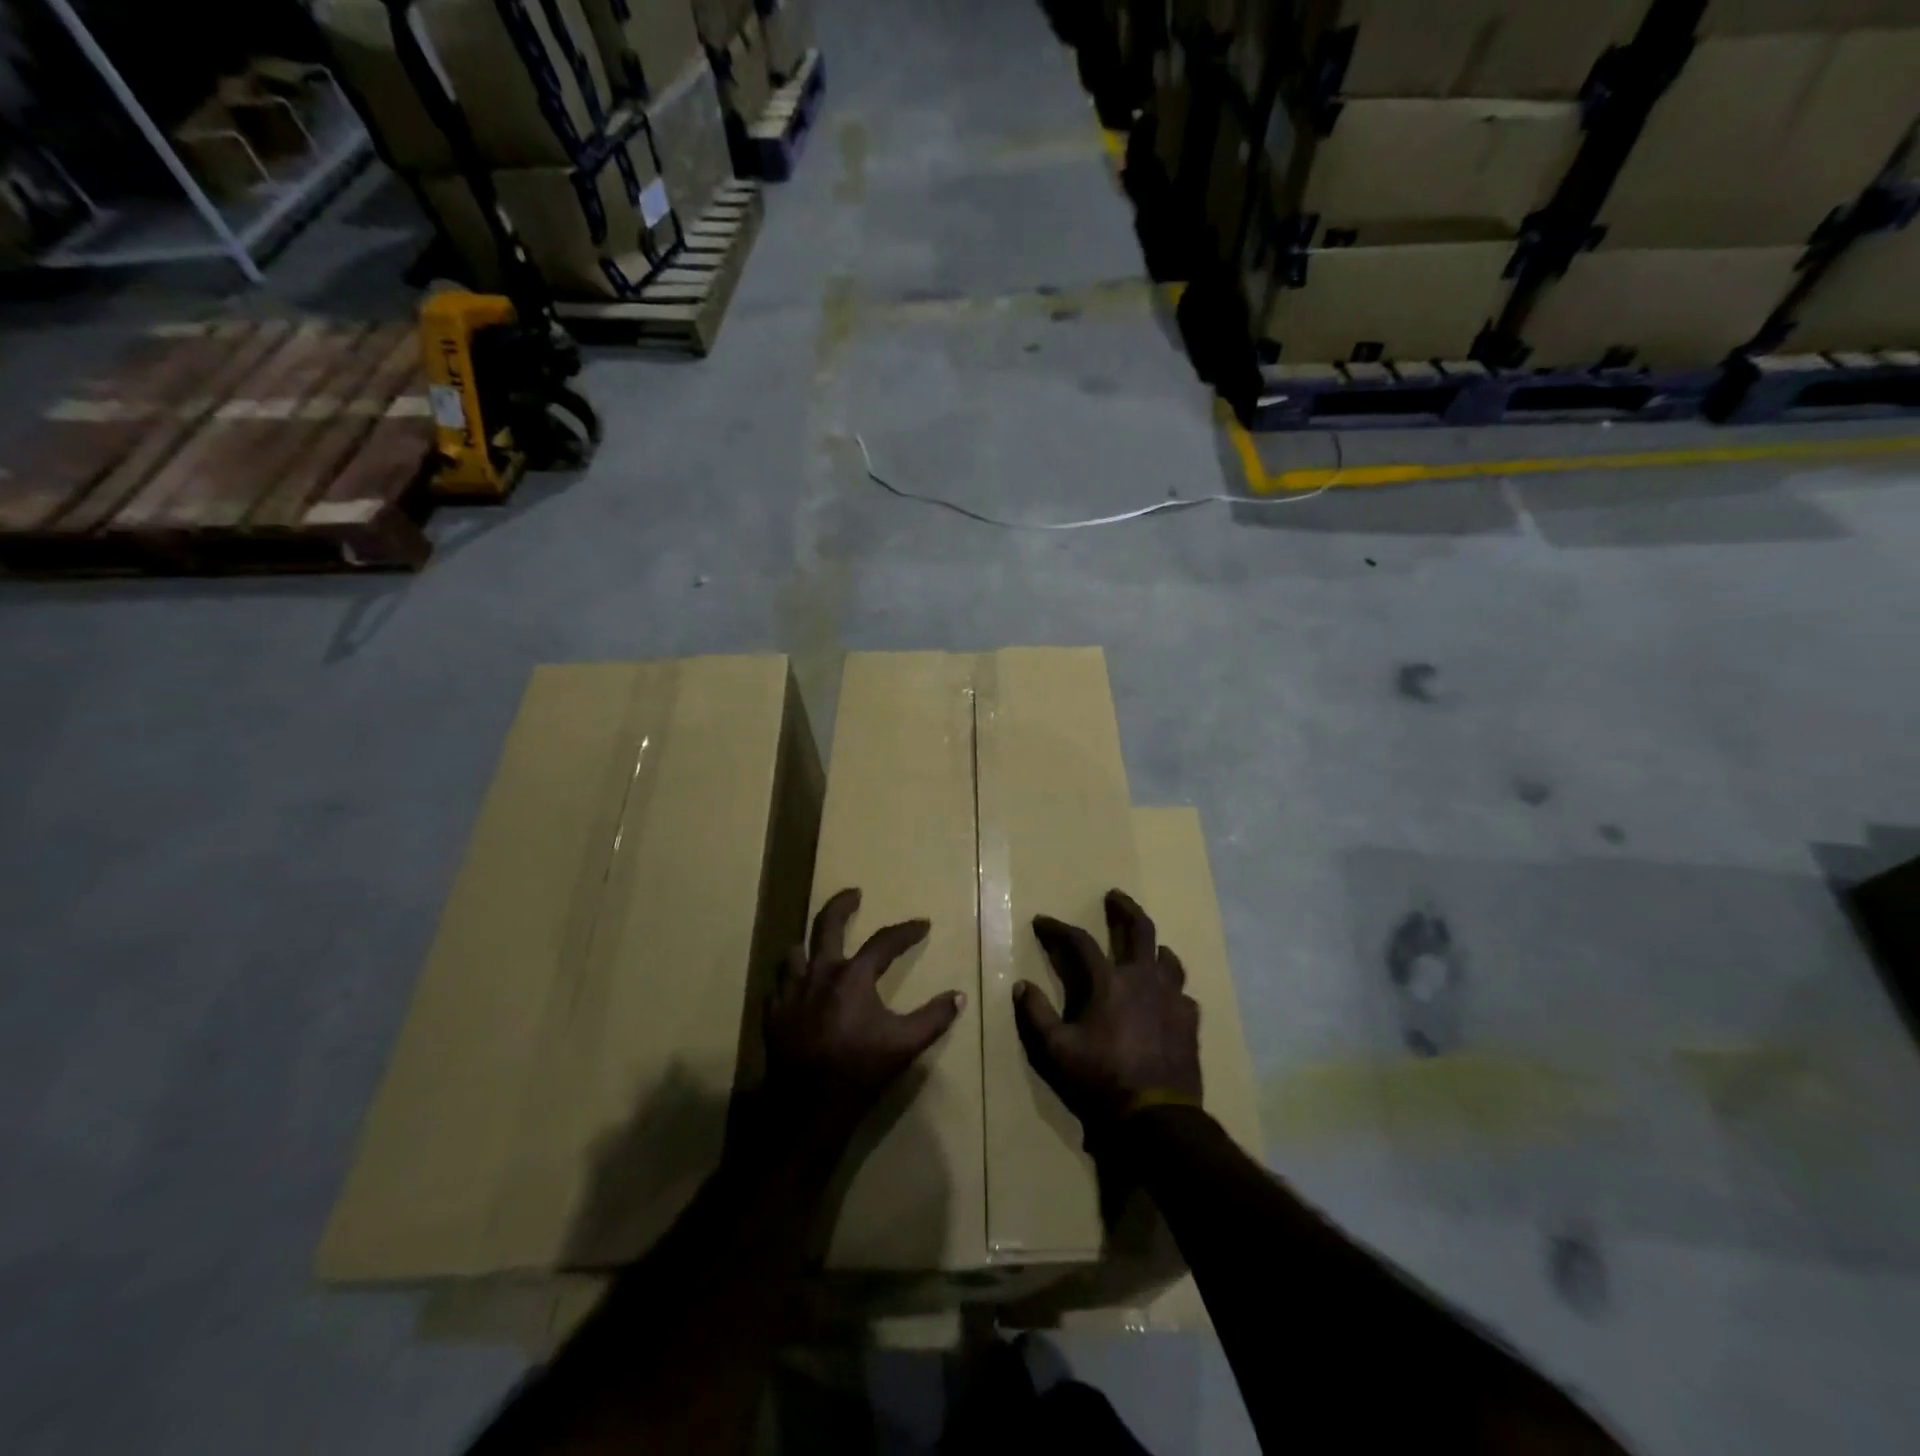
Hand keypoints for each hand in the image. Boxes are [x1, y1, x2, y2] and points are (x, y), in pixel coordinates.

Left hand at [761, 888, 963, 1156]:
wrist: (808, 1108)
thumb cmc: (861, 1070)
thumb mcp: (905, 1044)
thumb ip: (934, 1018)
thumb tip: (958, 996)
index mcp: (853, 976)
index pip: (884, 942)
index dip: (906, 931)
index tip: (922, 925)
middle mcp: (820, 973)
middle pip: (827, 924)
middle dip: (842, 904)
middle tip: (854, 893)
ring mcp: (791, 992)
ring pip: (795, 952)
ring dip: (809, 944)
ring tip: (818, 944)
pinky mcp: (773, 1014)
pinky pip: (778, 985)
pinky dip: (790, 980)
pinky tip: (797, 988)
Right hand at [1013, 890, 1201, 1138]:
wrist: (1157, 1116)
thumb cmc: (1102, 1079)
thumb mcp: (1057, 1050)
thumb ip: (1036, 1015)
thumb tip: (1021, 985)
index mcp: (1109, 982)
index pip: (1080, 942)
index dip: (1058, 928)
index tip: (1043, 921)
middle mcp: (1143, 979)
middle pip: (1139, 929)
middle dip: (1124, 908)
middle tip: (1114, 896)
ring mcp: (1172, 998)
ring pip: (1167, 958)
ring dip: (1154, 947)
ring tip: (1148, 947)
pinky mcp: (1189, 1020)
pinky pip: (1182, 993)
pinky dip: (1171, 988)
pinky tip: (1167, 997)